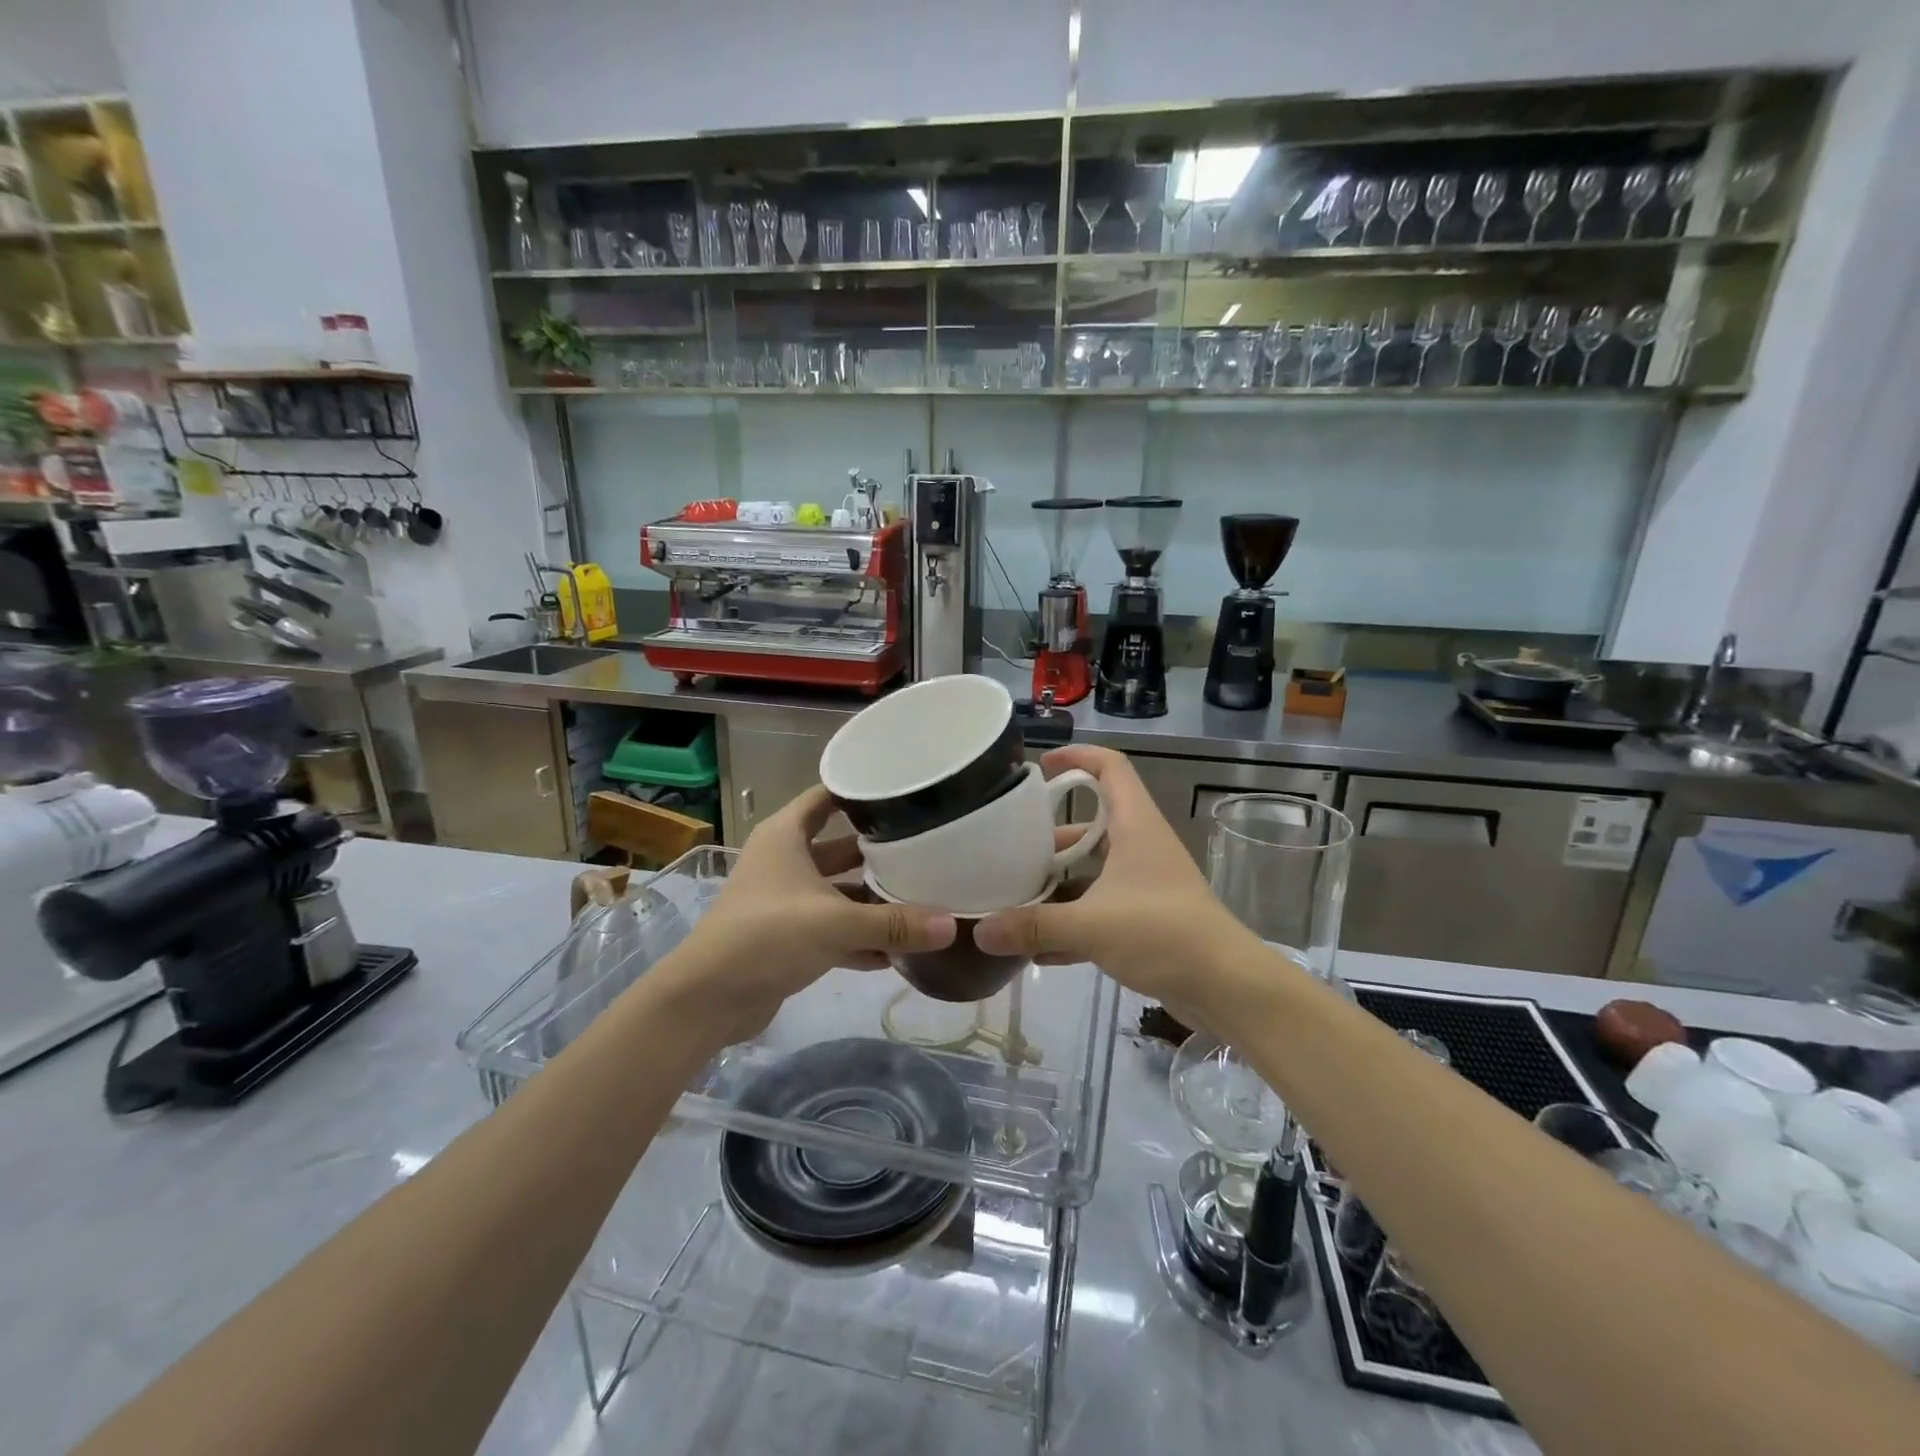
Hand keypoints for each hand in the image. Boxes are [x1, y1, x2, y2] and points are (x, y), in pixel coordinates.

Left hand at [664, 786, 955, 1044]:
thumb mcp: (835, 924)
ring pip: (839, 893)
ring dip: (873, 901)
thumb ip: (894, 923)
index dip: (861, 793)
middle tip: (927, 851)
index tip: (905, 794)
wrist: (708, 999)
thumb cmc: (766, 935)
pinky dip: (860, 938)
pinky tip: (898, 952)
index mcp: (786, 836)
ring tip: (922, 902)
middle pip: (840, 848)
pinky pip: (833, 930)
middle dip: (879, 854)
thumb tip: (952, 925)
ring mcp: (785, 901)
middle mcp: (785, 862)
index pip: (826, 797)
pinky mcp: (788, 938)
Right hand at [975, 745, 1262, 1028]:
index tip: (1041, 767)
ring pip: (1094, 870)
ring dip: (1059, 882)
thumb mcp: (1091, 925)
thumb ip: (1033, 926)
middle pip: (1093, 824)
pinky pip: (1100, 910)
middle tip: (1010, 847)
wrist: (1227, 987)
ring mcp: (1145, 884)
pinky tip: (1037, 950)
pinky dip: (1072, 923)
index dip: (1077, 757)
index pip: (1110, 767)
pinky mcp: (1147, 919)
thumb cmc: (1163, 933)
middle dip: (1051, 835)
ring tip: (1014, 897)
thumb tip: (980, 932)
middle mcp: (1141, 846)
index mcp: (1135, 825)